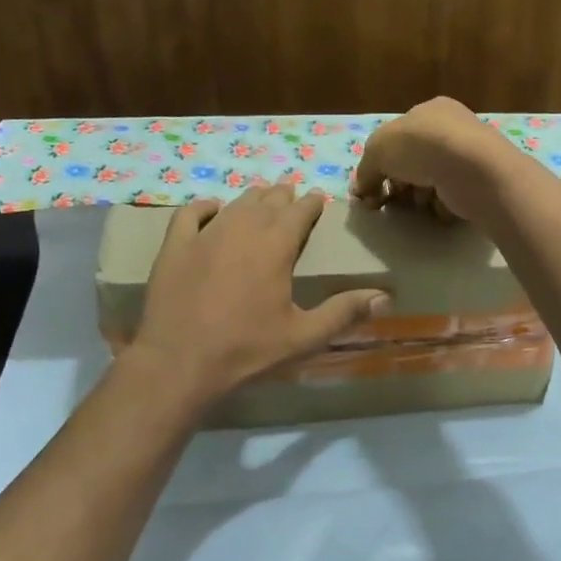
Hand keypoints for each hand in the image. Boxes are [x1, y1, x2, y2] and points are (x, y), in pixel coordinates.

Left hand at [131, 184, 389, 401]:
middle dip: (283, 196)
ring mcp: (205, 235)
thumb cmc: (246, 351)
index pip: (299, 212)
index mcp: (276, 246)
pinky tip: (212, 209)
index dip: (311, 203)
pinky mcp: (175, 246)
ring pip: (235, 204)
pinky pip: (190, 213)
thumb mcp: (303, 337)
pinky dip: (205, 206)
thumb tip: (385, 297)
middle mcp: (242, 229)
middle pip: (268, 201)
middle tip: (292, 196)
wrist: (179, 364)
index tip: (318, 199)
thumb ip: (344, 313)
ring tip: (261, 198)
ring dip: (252, 198)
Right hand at [351, 97, 520, 223]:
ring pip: (432, 180)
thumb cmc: (422, 147)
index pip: (398, 136)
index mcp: (430, 110)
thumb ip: (365, 170)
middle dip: (399, 182)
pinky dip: (442, 205)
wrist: (473, 169)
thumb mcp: (378, 150)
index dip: (381, 162)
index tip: (372, 187)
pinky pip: (452, 196)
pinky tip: (440, 207)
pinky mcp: (482, 182)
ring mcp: (470, 155)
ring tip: (419, 202)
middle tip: (391, 200)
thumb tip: (361, 190)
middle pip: (414, 160)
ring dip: (419, 194)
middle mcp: (453, 128)